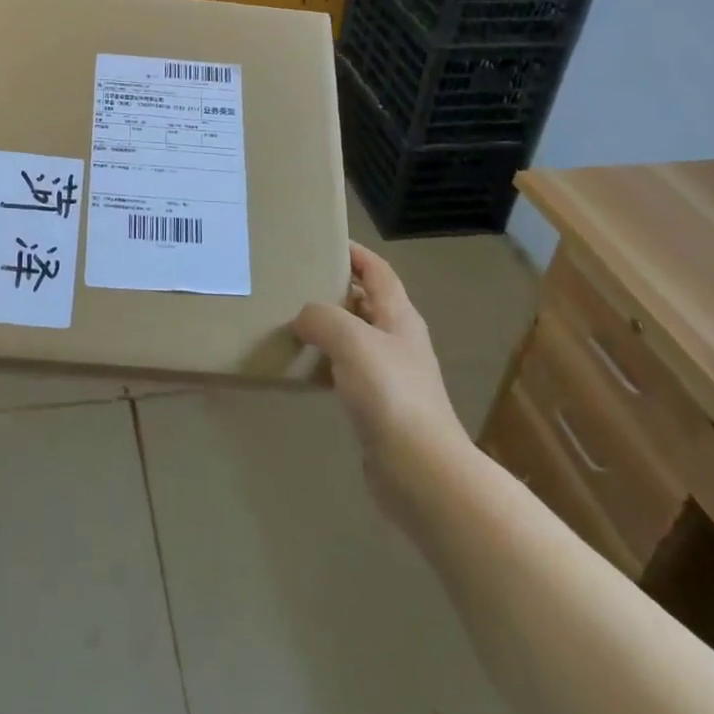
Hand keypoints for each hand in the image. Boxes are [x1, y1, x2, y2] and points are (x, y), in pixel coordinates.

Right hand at [293, 244, 467, 477]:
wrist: (421, 471)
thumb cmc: (390, 393)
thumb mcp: (350, 339)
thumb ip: (321, 317)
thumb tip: (303, 318)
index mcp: (399, 316)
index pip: (377, 270)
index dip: (355, 253)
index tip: (322, 242)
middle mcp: (398, 340)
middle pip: (366, 302)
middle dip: (335, 289)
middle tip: (295, 282)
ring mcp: (391, 376)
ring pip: (355, 338)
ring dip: (328, 328)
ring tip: (291, 322)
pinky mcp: (379, 408)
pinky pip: (348, 372)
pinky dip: (326, 363)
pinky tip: (304, 369)